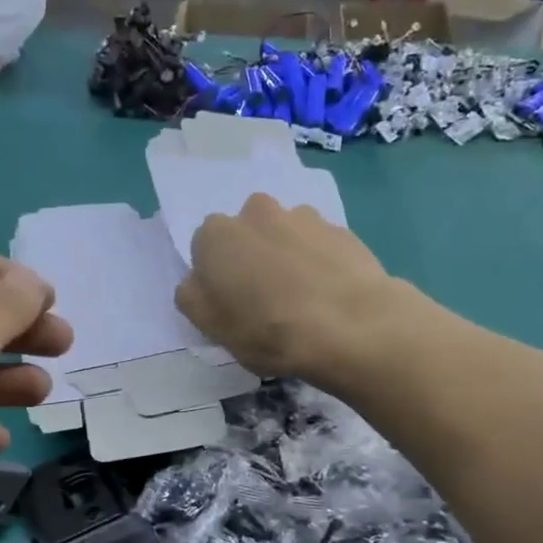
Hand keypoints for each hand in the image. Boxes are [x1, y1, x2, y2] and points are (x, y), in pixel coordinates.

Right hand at [175, 194, 396, 381]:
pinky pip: (320, 245)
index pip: (205, 250)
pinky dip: (321, 263)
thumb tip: (196, 283)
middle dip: (253, 257)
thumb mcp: (212, 327)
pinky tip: (330, 295)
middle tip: (266, 299)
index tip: (232, 304)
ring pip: (285, 235)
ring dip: (288, 256)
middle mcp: (256, 212)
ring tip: (304, 298)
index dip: (217, 278)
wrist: (349, 325)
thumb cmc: (267, 329)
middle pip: (247, 234)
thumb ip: (193, 298)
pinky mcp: (341, 230)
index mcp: (216, 235)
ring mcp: (303, 217)